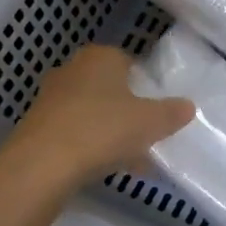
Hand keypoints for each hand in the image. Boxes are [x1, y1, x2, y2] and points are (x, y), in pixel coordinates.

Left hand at [0, 45, 194, 195]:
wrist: (41, 165)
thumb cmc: (103, 130)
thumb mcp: (151, 122)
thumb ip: (172, 112)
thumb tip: (188, 106)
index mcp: (101, 57)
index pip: (129, 62)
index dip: (146, 86)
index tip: (157, 110)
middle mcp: (72, 69)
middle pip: (110, 89)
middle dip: (128, 111)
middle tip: (146, 136)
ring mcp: (50, 97)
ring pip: (92, 112)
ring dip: (110, 132)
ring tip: (132, 161)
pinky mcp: (37, 126)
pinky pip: (74, 132)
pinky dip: (90, 146)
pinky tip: (105, 169)